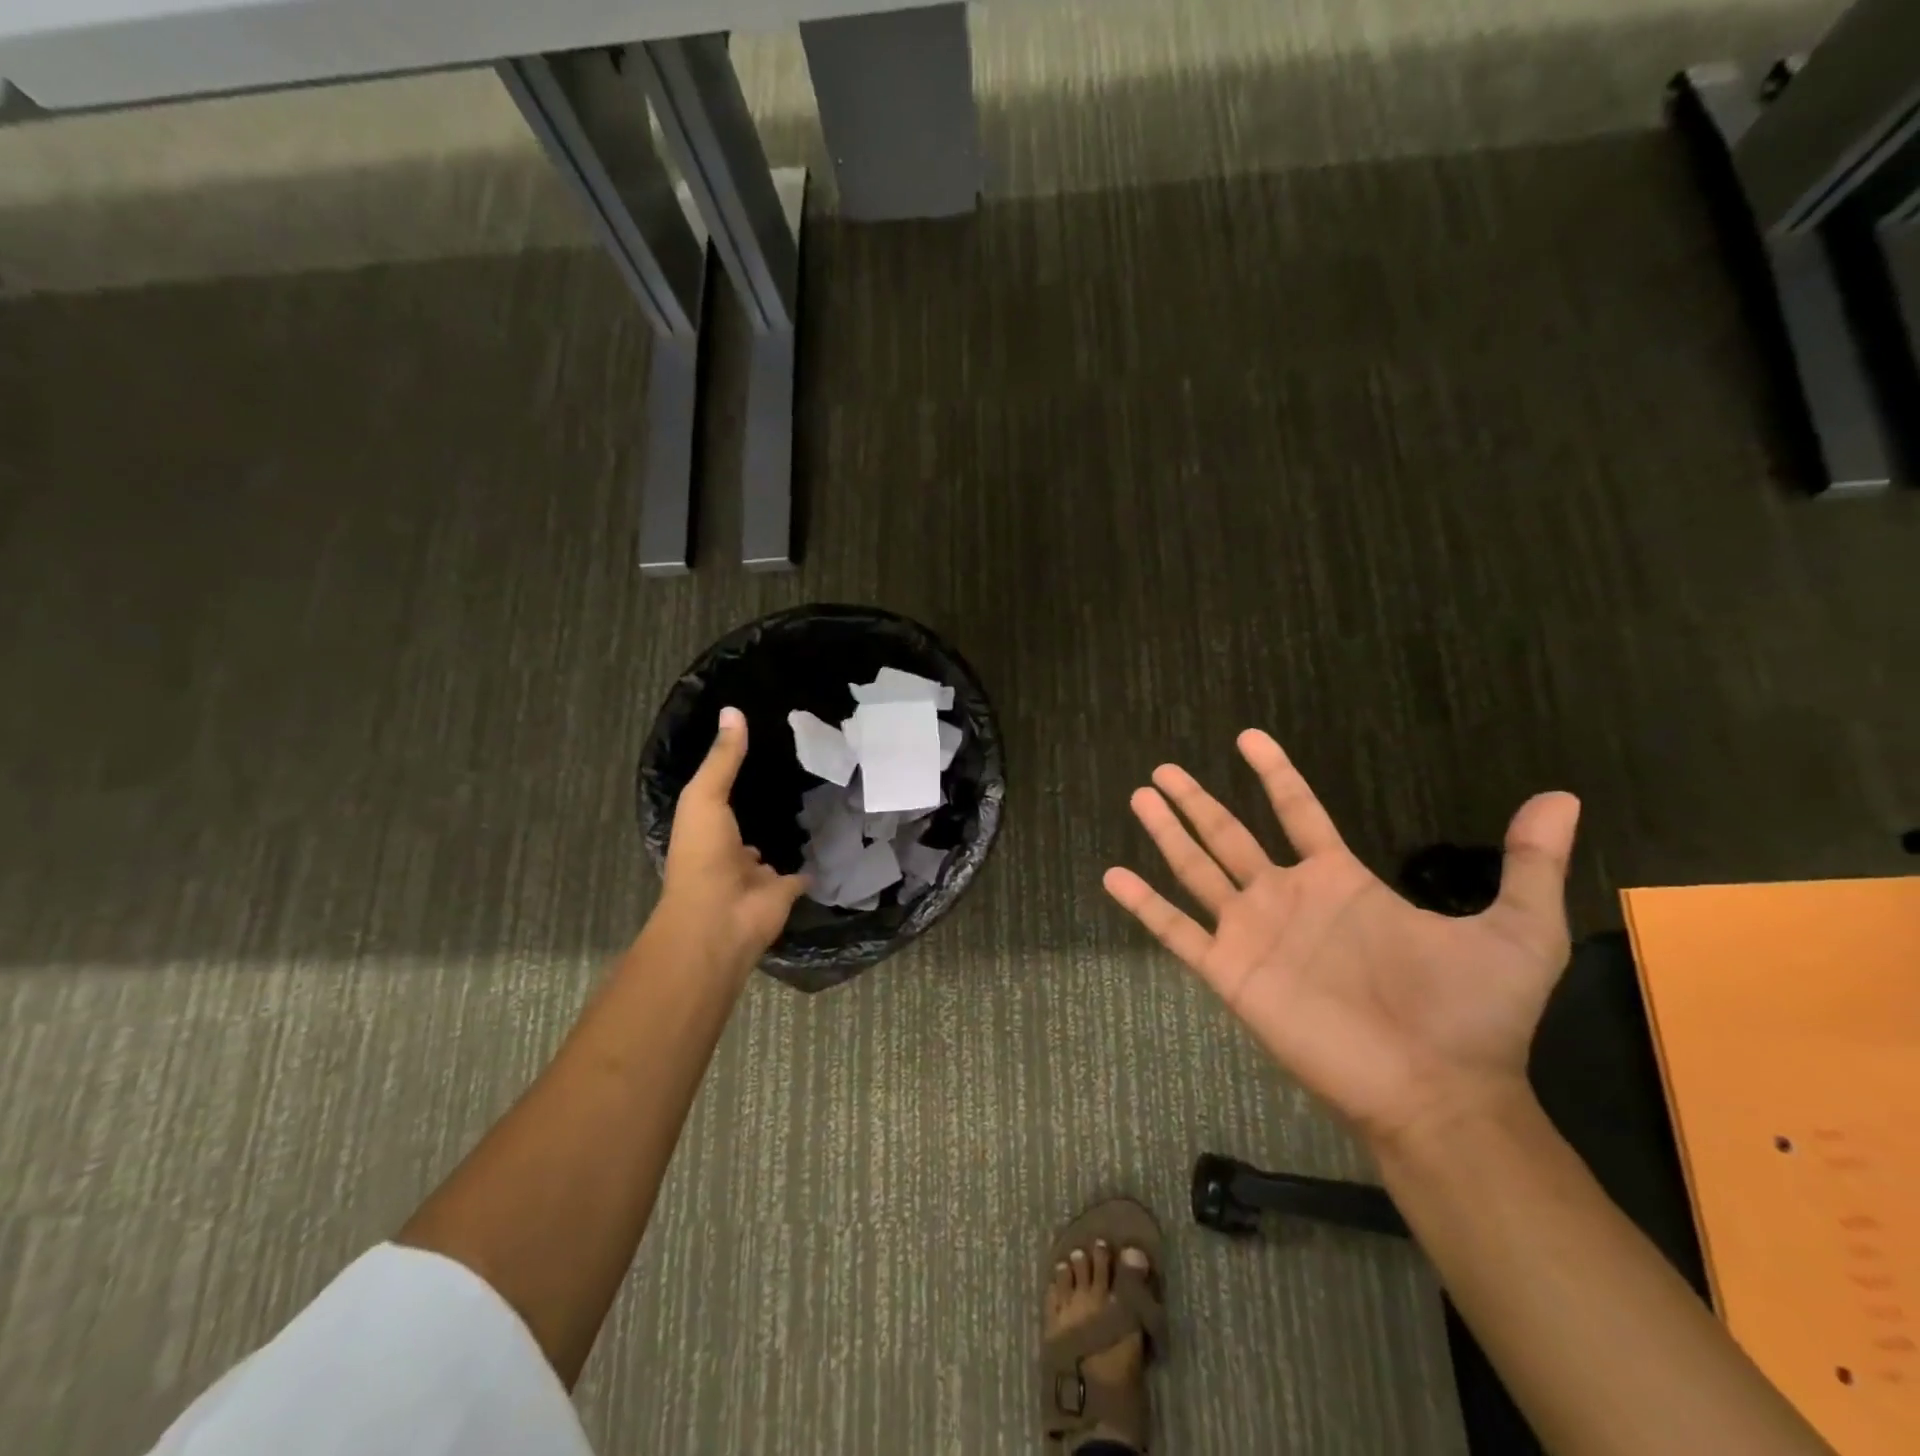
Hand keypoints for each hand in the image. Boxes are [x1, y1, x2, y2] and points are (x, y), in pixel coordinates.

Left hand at [658, 707, 806, 972]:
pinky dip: (815, 862)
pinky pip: (804, 872)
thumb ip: (723, 759)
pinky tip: (833, 840)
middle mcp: (731, 851)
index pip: (724, 797)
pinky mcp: (786, 890)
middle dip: (768, 805)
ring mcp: (758, 875)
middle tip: (800, 772)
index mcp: (707, 829)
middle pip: (751, 823)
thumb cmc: (704, 855)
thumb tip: (734, 710)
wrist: (721, 919)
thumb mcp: (706, 798)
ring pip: (776, 847)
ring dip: (790, 832)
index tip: (766, 748)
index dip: (740, 776)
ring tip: (819, 799)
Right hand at [1103, 730, 1580, 1149]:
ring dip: (1167, 834)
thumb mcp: (1515, 931)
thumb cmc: (1472, 1013)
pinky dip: (1142, 904)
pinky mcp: (1230, 971)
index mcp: (1339, 881)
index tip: (1247, 737)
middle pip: (1229, 834)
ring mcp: (1253, 933)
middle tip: (1163, 769)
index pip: (1298, 811)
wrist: (1437, 1092)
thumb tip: (1562, 797)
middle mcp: (1287, 898)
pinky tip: (1111, 876)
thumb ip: (1527, 864)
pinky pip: (1176, 929)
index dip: (1274, 774)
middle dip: (1197, 800)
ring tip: (1139, 797)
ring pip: (1196, 870)